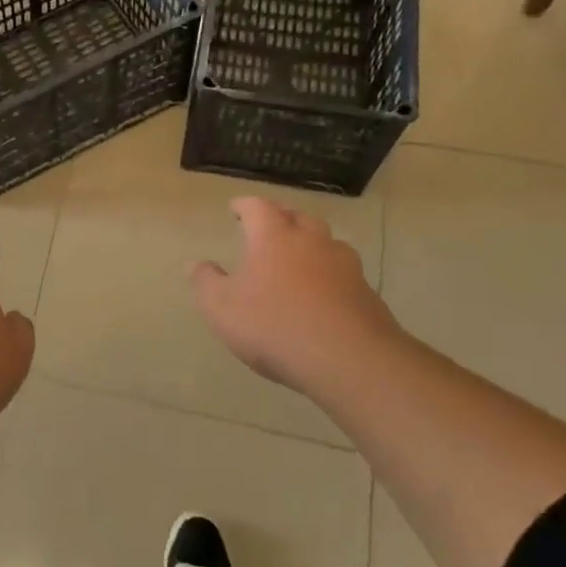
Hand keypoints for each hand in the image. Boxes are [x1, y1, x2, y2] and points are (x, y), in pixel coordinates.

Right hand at [190, 197, 405, 399]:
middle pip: (297, 217)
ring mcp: (344, 265)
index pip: (258, 207)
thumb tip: (199, 265)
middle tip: (268, 227)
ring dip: (310, 244)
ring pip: (325, 242)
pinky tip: (321, 294)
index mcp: (274, 237)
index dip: (244, 205)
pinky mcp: (366, 292)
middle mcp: (312, 241)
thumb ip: (206, 282)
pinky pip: (342, 272)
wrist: (349, 360)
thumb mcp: (221, 308)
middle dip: (281, 217)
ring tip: (298, 258)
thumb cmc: (274, 326)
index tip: (235, 209)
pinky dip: (328, 274)